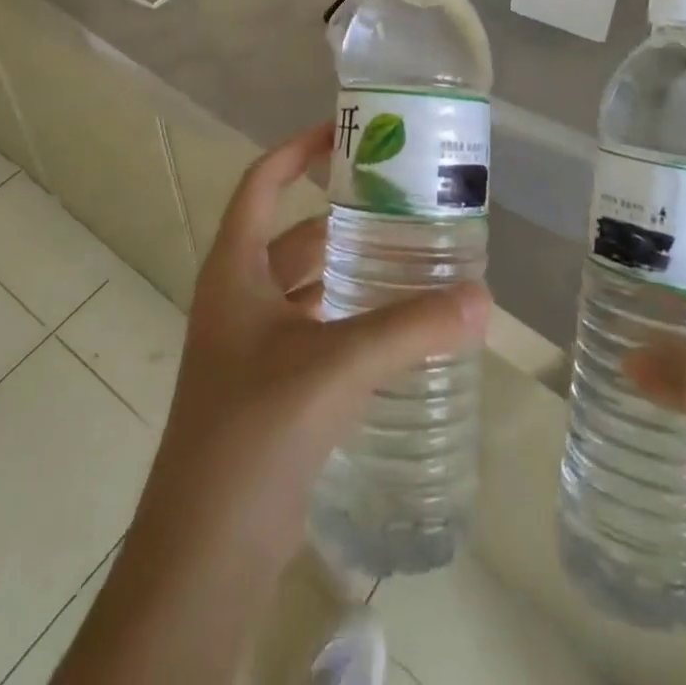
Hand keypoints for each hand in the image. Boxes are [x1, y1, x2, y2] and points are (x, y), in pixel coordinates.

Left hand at [150, 122, 490, 560]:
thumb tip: (481, 298)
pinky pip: (315, 329)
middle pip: (294, 233)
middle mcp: (239, 296)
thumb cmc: (253, 431)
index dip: (298, 151)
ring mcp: (251, 344)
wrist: (204, 553)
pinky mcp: (270, 386)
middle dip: (344, 216)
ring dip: (350, 269)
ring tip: (411, 257)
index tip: (346, 133)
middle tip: (403, 203)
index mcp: (235, 270)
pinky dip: (350, 317)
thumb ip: (410, 329)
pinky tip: (395, 327)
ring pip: (308, 285)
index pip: (262, 183)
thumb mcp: (335, 367)